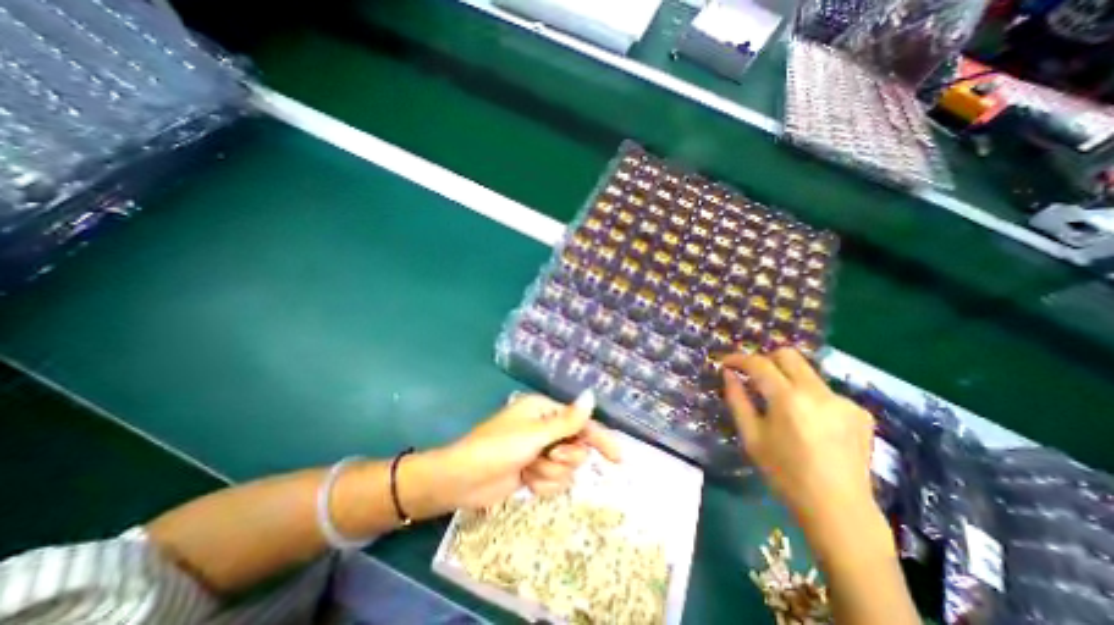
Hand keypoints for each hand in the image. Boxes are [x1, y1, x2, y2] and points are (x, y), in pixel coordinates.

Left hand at [431, 393, 616, 508]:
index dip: (600, 439)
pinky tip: (526, 481)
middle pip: (577, 447)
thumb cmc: (498, 448)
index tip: (618, 458)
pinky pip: (554, 482)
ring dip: (550, 473)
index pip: (582, 423)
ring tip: (530, 470)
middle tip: (548, 456)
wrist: (463, 480)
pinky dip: (543, 484)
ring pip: (567, 468)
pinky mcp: (534, 471)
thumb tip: (591, 395)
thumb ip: (568, 420)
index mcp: (545, 411)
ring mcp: (540, 451)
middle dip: (564, 457)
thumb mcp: (535, 434)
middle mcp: (545, 428)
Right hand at [724, 350, 877, 524]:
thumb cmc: (784, 472)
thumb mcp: (750, 435)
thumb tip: (727, 373)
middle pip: (788, 355)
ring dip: (787, 379)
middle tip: (753, 376)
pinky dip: (808, 397)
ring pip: (806, 372)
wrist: (838, 508)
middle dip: (765, 360)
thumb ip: (736, 399)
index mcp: (788, 399)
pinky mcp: (859, 412)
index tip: (725, 363)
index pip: (759, 363)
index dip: (739, 359)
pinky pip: (824, 391)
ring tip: (781, 405)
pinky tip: (808, 421)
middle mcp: (818, 392)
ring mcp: (843, 400)